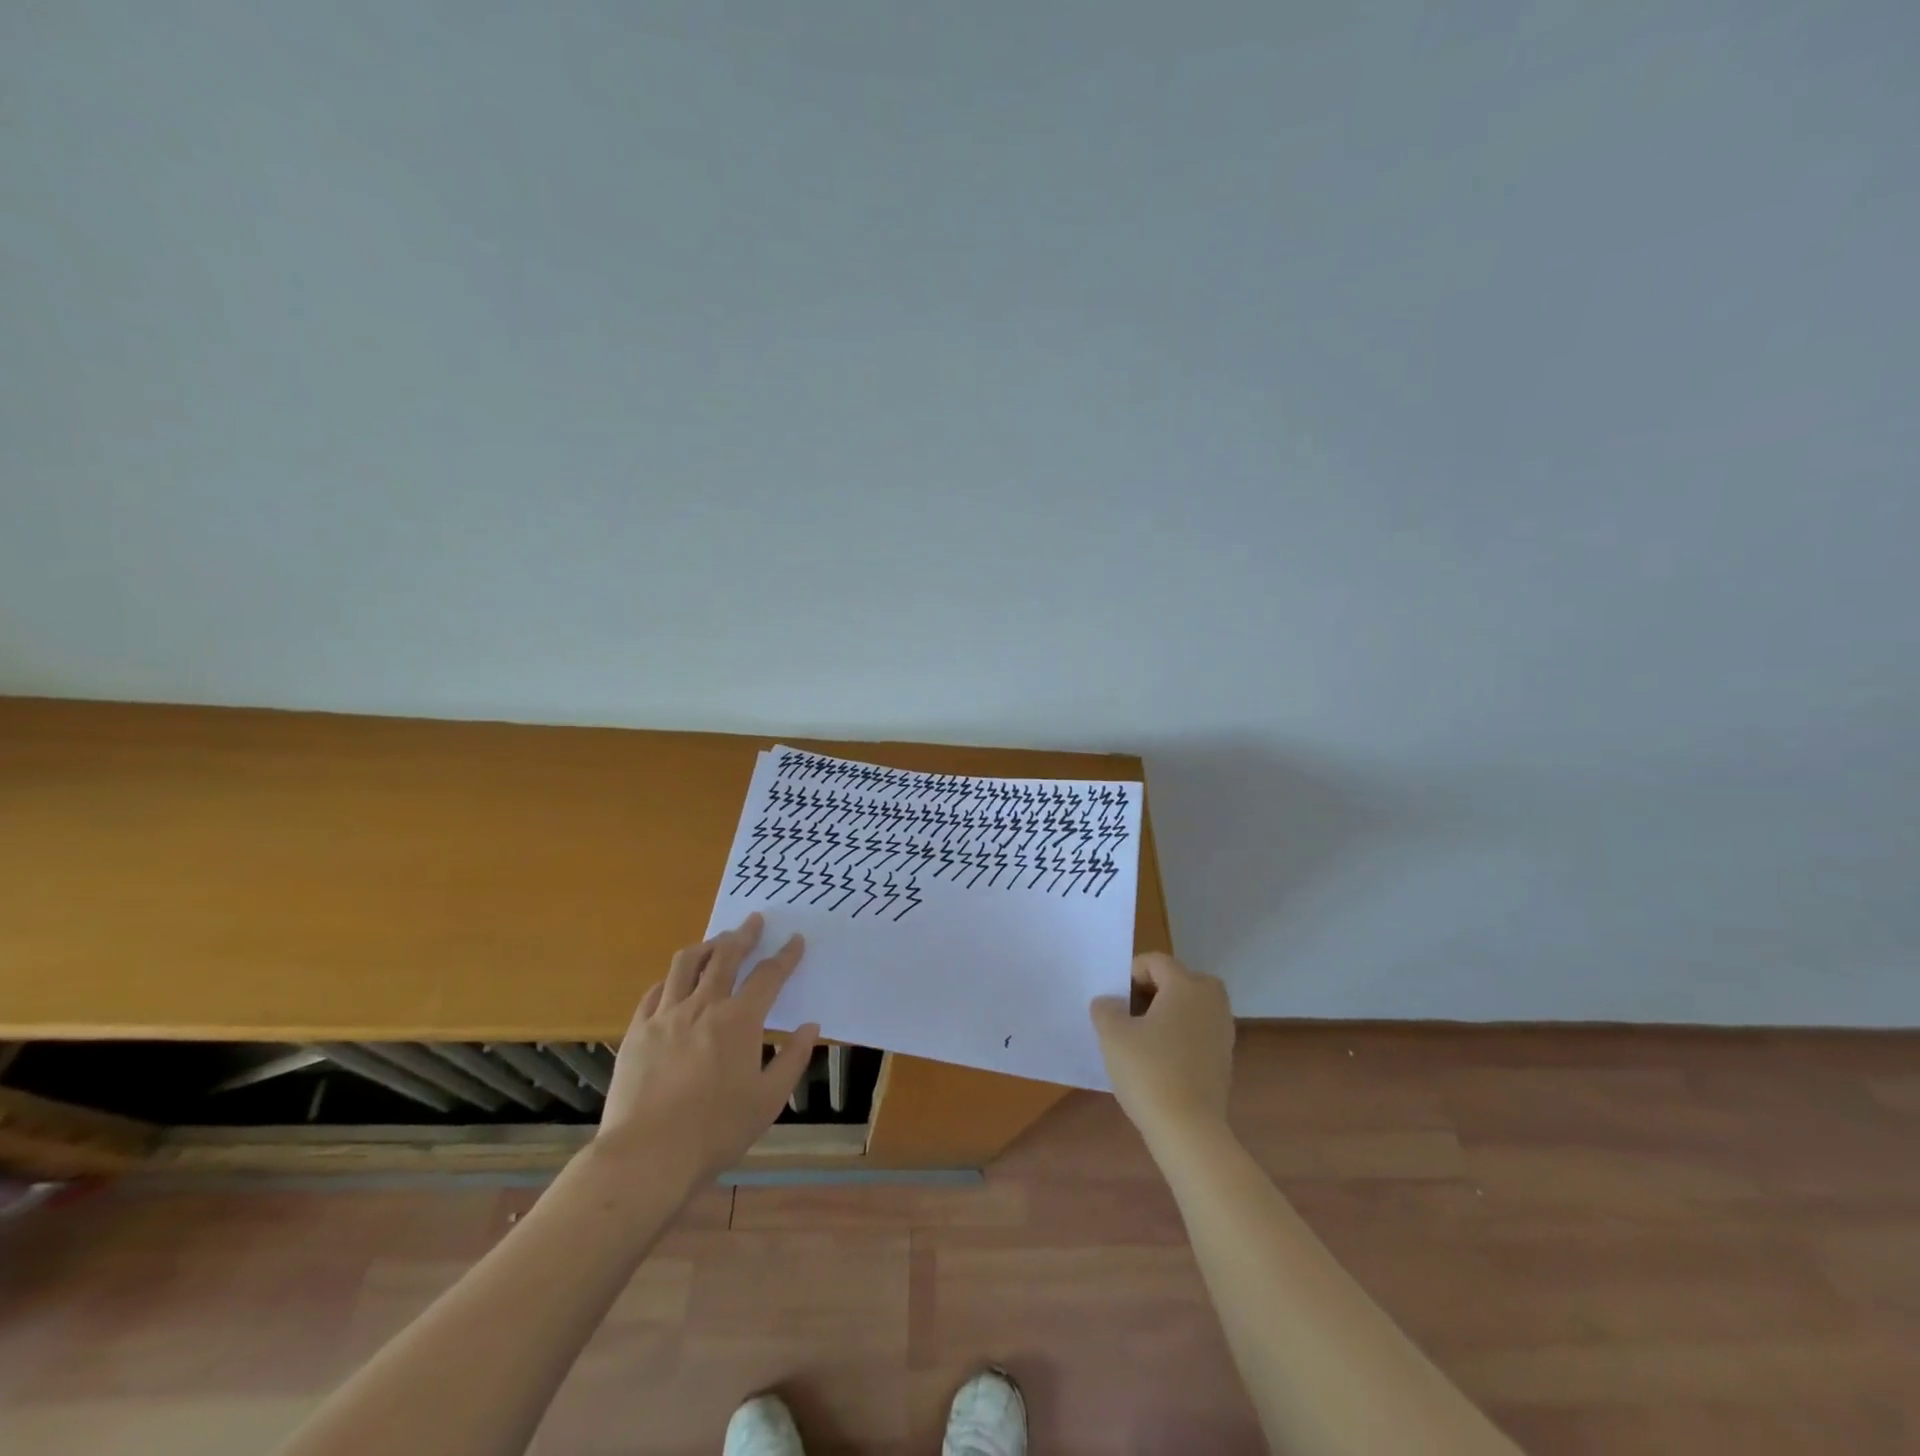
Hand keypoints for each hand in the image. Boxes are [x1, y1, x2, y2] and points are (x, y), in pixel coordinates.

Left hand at [594, 913, 820, 1184]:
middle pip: (725, 957)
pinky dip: (671, 979)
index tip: (795, 940)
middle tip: (753, 920)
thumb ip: (793, 1059)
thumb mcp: (769, 1100)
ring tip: (716, 941)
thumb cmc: (716, 1131)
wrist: (647, 1156)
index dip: (785, 955)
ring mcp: (665, 1016)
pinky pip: (654, 992)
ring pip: (685, 964)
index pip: (768, 976)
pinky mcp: (637, 1031)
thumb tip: (809, 1027)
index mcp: (739, 1020)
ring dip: (706, 946)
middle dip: (743, 935)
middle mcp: (703, 1006)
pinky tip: (675, 981)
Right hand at [1091, 952, 1235, 1142]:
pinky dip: (1183, 1035)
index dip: (1131, 973)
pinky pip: (1200, 1031)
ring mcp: (1223, 1031)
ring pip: (1194, 1006)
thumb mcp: (1112, 1035)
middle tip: (1132, 1011)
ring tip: (1144, 1036)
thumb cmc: (1148, 1072)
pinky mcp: (1225, 1059)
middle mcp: (1210, 1002)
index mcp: (1186, 986)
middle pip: (1182, 979)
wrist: (1189, 1130)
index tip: (1115, 998)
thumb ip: (1106, 1009)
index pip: (1157, 962)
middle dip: (1156, 989)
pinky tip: (1161, 1060)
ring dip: (1170, 1012)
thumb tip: (1109, 1002)